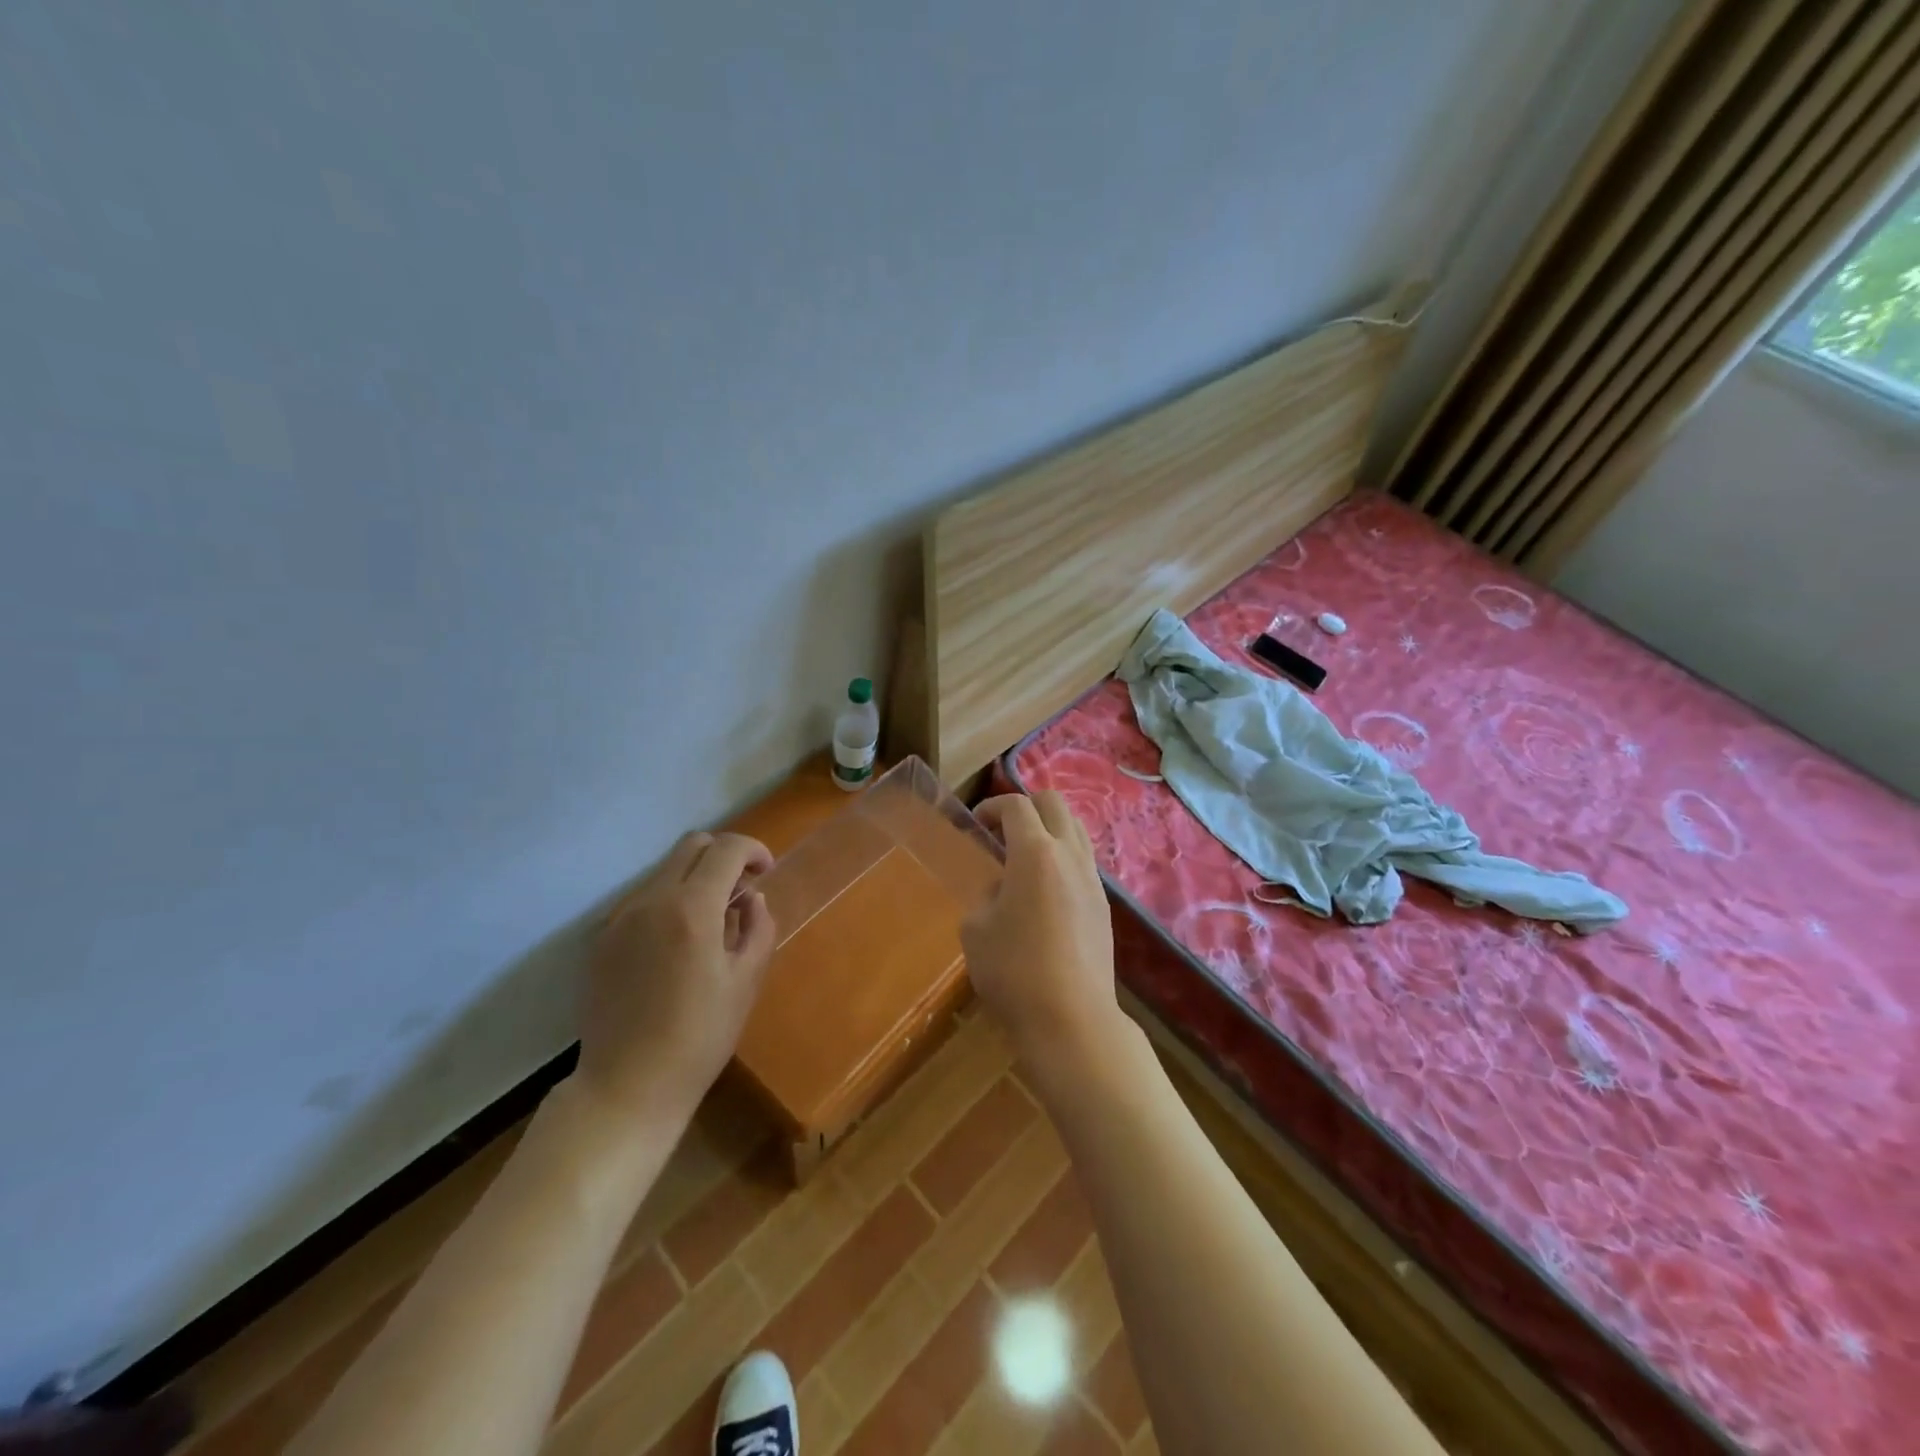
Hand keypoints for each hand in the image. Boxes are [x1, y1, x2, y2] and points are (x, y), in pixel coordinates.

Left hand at [577, 831, 776, 1124]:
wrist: (626, 1086)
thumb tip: (751, 899)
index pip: (726, 849)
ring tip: (713, 920)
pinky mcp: (603, 938)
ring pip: (665, 870)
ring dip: (696, 877)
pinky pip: (644, 899)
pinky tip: (680, 943)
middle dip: (724, 854)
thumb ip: (757, 928)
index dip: (754, 850)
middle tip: (742, 888)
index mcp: (691, 910)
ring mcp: (621, 918)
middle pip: (691, 845)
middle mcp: (651, 901)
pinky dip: (671, 900)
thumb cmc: (699, 1038)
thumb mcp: (746, 982)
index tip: (767, 871)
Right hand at [963, 793, 1119, 1063]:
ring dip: (1050, 829)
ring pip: (1076, 829)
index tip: (976, 822)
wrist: (1071, 1018)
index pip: (1016, 806)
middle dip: (1026, 805)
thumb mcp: (976, 930)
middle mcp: (1069, 855)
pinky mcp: (1103, 905)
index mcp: (1035, 853)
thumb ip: (986, 896)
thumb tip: (1003, 890)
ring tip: (1026, 856)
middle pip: (1054, 803)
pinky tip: (1046, 889)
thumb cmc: (1013, 970)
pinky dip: (1063, 858)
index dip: (992, 806)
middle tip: (1003, 828)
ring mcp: (1092, 879)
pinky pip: (1084, 861)